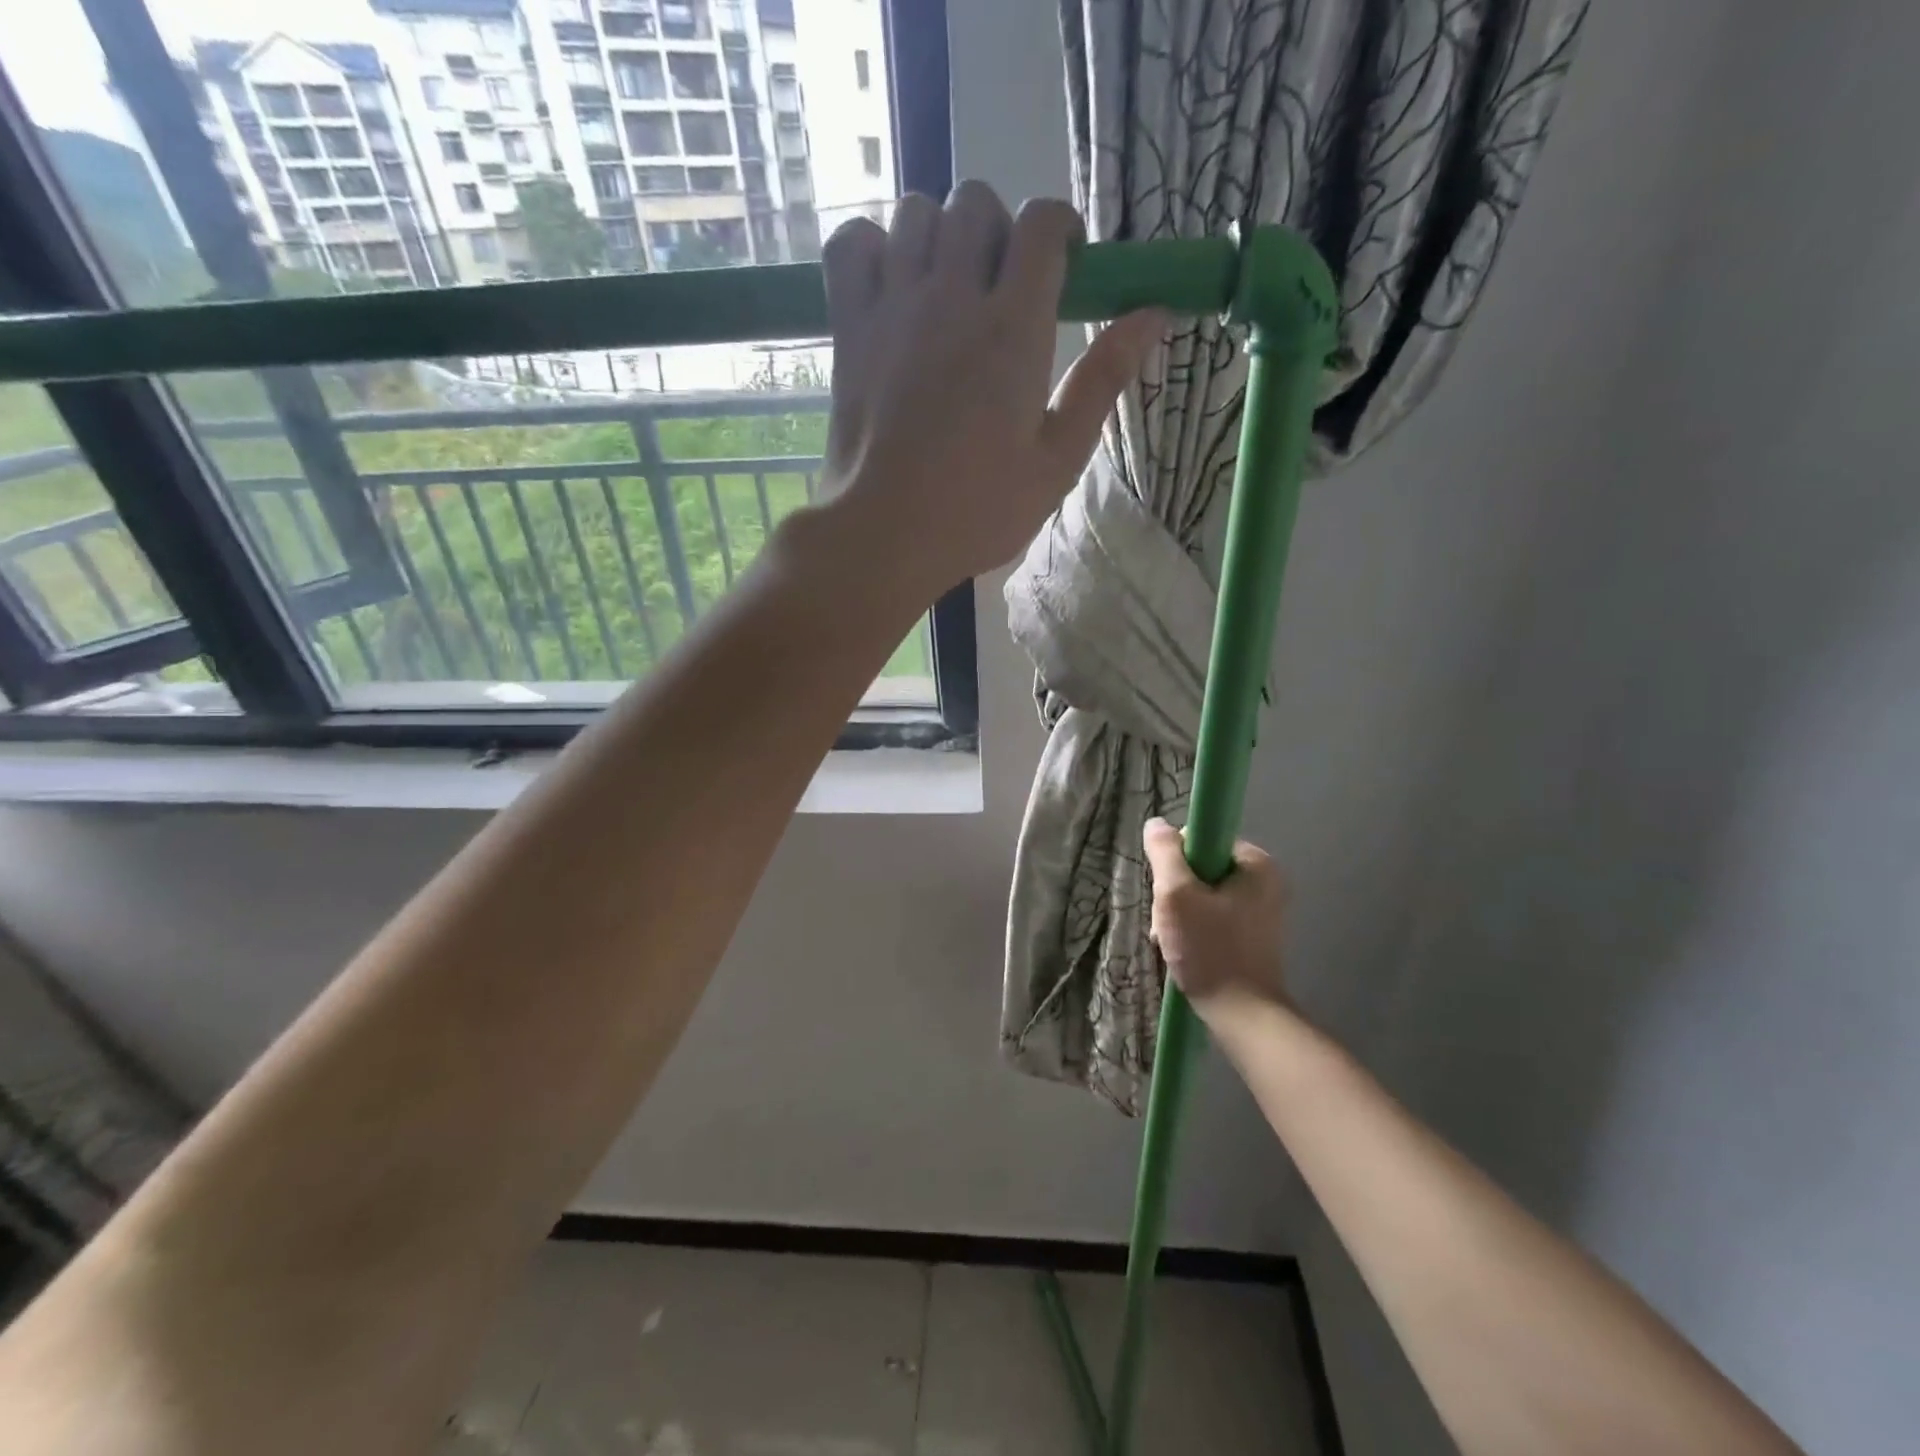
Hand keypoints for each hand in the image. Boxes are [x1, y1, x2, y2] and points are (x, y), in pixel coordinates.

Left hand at [818, 183, 1163, 594]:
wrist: (884, 536)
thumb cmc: (977, 511)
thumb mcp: (1056, 461)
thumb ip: (1102, 381)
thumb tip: (1153, 314)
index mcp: (1013, 329)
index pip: (1041, 224)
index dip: (1059, 227)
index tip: (1064, 264)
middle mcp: (951, 297)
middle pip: (975, 203)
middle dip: (998, 229)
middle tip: (1002, 286)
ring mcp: (892, 307)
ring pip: (915, 213)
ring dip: (939, 235)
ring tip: (947, 287)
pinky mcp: (847, 329)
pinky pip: (850, 245)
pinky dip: (870, 246)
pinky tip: (889, 283)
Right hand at [1143, 817, 1290, 1023]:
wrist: (1243, 1016)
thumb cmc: (1210, 950)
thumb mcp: (1176, 894)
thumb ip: (1164, 853)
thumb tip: (1156, 824)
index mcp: (1256, 864)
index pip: (1202, 841)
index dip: (1175, 862)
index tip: (1167, 892)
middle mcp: (1266, 882)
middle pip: (1200, 869)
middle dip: (1175, 893)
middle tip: (1166, 921)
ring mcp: (1262, 912)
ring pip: (1203, 896)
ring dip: (1180, 914)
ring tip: (1170, 940)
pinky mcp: (1254, 937)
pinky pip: (1214, 918)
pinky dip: (1194, 930)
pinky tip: (1183, 951)